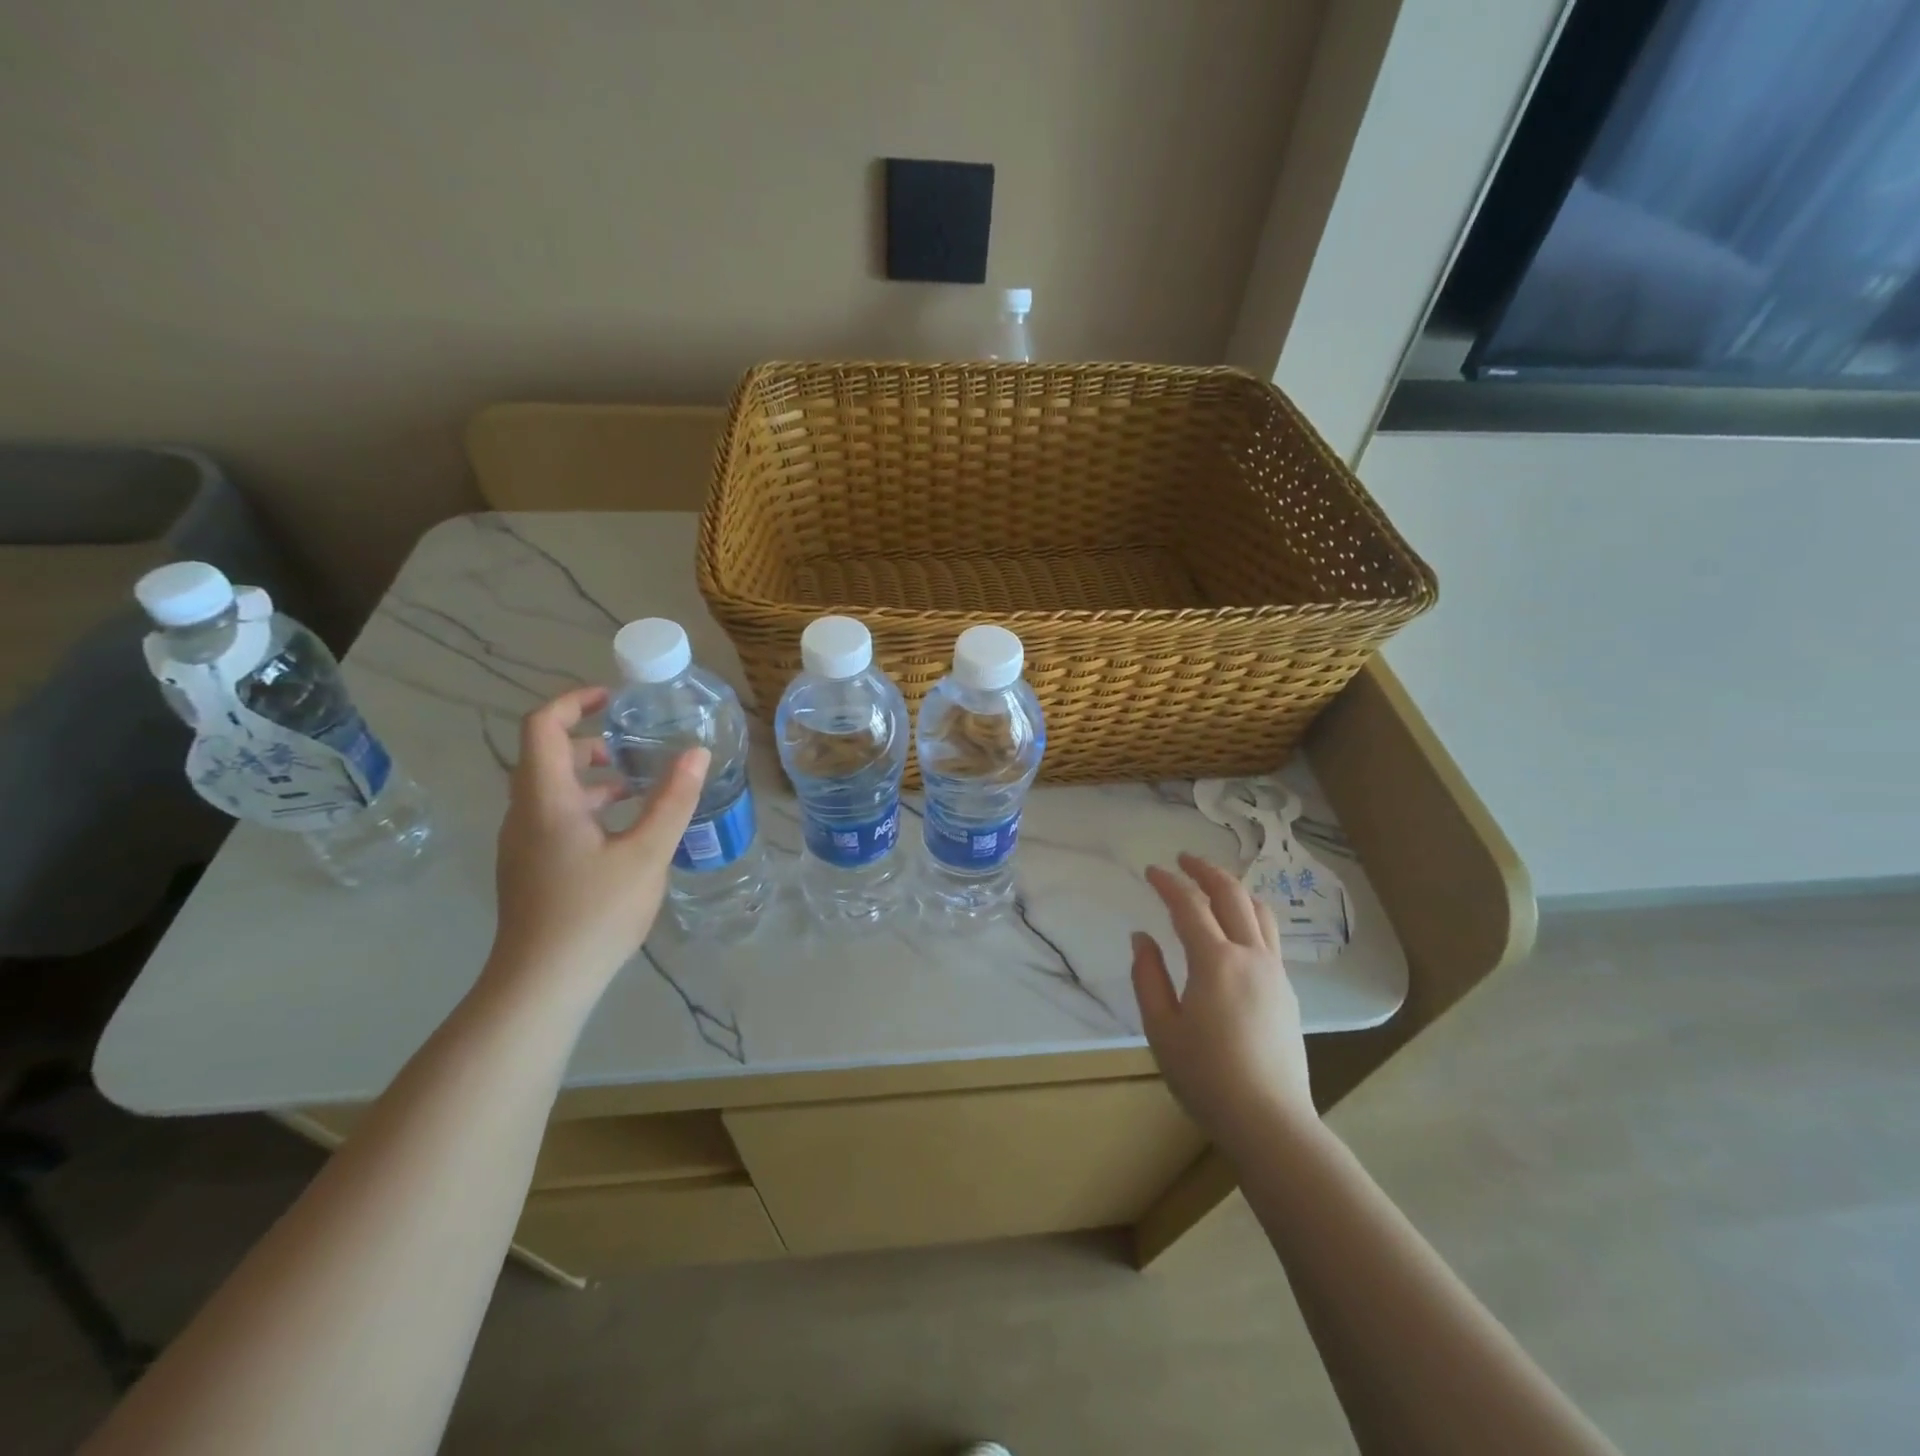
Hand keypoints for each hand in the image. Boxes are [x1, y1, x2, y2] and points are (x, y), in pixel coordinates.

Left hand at [487, 686, 708, 1003]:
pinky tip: (626, 833)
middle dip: (593, 741)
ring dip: (593, 777)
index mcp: (546, 799)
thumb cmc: (594, 913)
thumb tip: (698, 752)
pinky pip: (555, 818)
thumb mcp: (647, 853)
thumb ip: (673, 800)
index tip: (614, 700)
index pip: (542, 726)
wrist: (541, 985)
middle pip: (547, 756)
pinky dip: (588, 807)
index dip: (574, 701)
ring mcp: (523, 844)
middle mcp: (525, 813)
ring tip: (641, 788)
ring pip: (553, 790)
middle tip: (638, 748)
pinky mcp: (530, 868)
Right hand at [1131, 853, 1314, 1154]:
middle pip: (1232, 896)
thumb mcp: (1161, 1028)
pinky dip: (1250, 915)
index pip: (1189, 907)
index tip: (1151, 870)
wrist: (1270, 1122)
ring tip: (1214, 884)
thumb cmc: (1206, 1076)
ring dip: (1235, 889)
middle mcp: (1251, 956)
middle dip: (1206, 871)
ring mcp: (1275, 973)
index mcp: (1215, 961)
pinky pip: (1269, 936)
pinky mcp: (1288, 992)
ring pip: (1260, 912)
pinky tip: (1237, 928)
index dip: (1168, 884)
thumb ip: (1148, 976)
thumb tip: (1142, 937)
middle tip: (1184, 859)